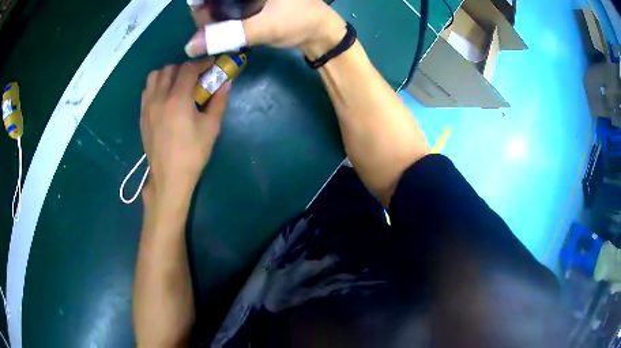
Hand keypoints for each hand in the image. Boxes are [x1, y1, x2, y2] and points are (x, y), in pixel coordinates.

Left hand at [140, 59, 229, 206]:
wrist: (169, 177)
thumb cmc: (192, 154)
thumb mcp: (211, 128)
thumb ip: (219, 101)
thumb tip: (226, 83)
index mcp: (178, 99)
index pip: (189, 69)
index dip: (202, 63)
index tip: (211, 65)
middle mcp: (159, 97)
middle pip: (170, 68)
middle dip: (185, 68)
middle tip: (196, 78)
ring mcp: (147, 106)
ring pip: (155, 76)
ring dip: (168, 74)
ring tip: (177, 85)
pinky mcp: (142, 115)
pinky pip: (147, 90)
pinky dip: (157, 85)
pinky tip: (165, 96)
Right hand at [184, 0, 345, 58]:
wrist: (320, 33)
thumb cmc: (299, 22)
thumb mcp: (265, 27)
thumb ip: (228, 35)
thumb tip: (190, 46)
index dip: (202, 1)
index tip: (197, 10)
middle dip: (205, 9)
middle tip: (204, 28)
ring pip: (220, 3)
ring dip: (210, 15)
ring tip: (210, 31)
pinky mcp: (251, 4)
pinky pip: (228, 8)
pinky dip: (220, 19)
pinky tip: (217, 29)